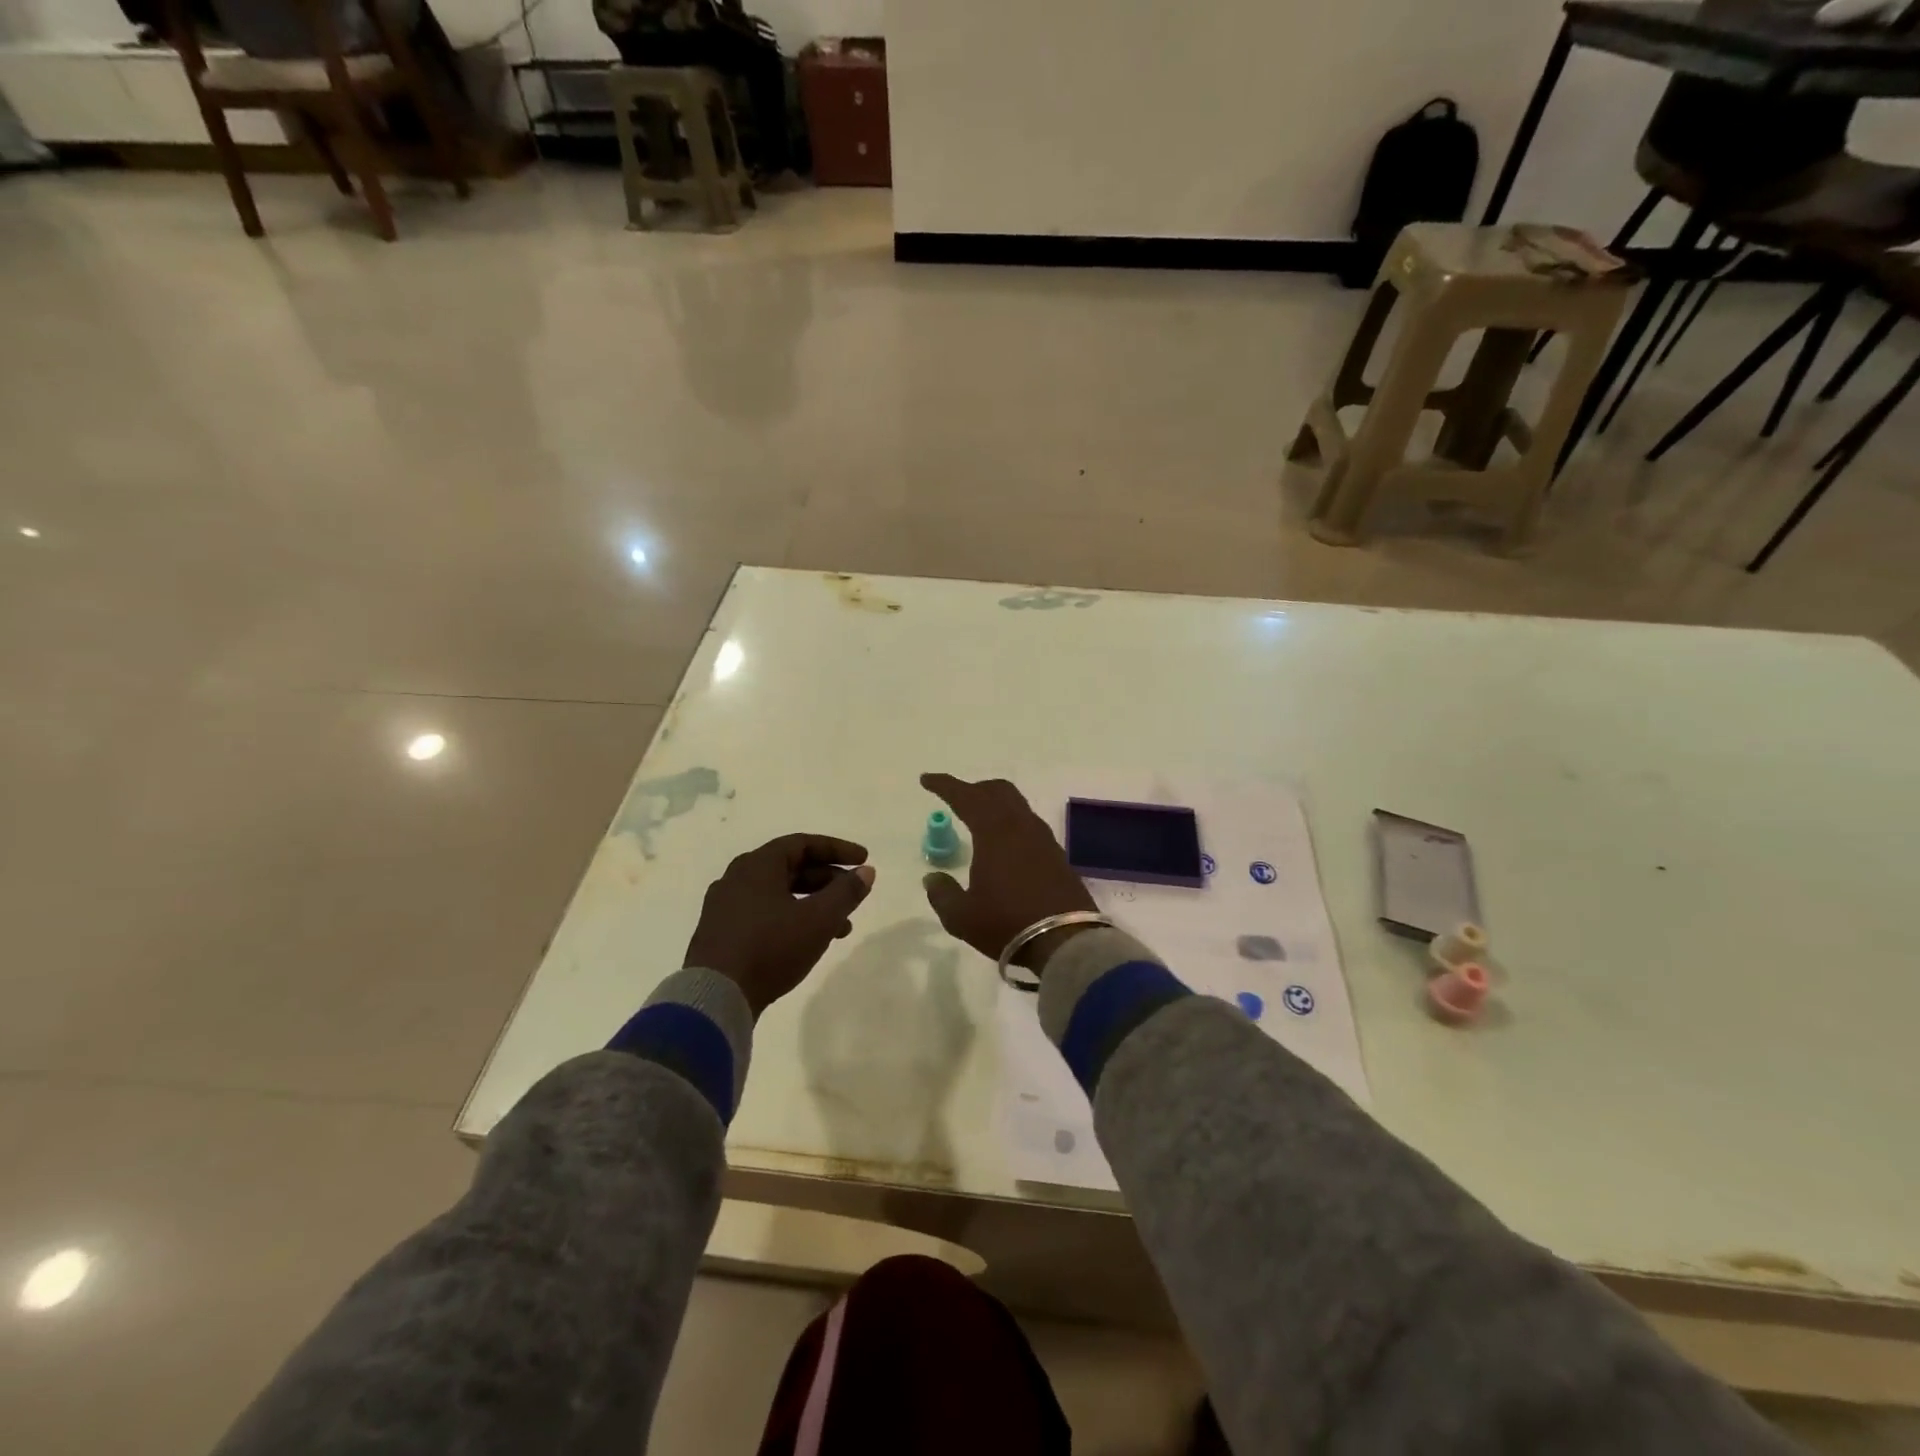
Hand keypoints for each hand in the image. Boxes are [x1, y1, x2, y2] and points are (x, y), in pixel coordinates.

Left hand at [684, 834, 874, 1016]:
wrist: (715, 997)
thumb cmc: (771, 947)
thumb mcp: (819, 919)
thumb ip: (846, 892)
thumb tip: (867, 872)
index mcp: (757, 865)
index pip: (803, 844)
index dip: (838, 850)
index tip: (863, 860)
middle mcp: (737, 878)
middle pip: (791, 868)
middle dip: (828, 881)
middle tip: (853, 897)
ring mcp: (725, 907)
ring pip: (779, 895)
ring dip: (813, 905)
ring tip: (841, 929)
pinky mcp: (721, 934)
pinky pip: (764, 914)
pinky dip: (791, 919)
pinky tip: (808, 943)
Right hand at [919, 774, 1096, 971]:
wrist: (1065, 941)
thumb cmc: (1006, 923)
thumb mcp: (961, 916)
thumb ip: (942, 894)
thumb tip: (933, 878)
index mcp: (994, 832)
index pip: (966, 797)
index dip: (945, 785)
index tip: (927, 780)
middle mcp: (1020, 826)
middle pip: (998, 791)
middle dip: (974, 789)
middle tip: (957, 799)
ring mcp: (1043, 839)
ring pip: (1017, 805)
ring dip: (996, 804)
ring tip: (980, 820)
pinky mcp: (1057, 855)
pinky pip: (1029, 825)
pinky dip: (1011, 823)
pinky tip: (1005, 844)